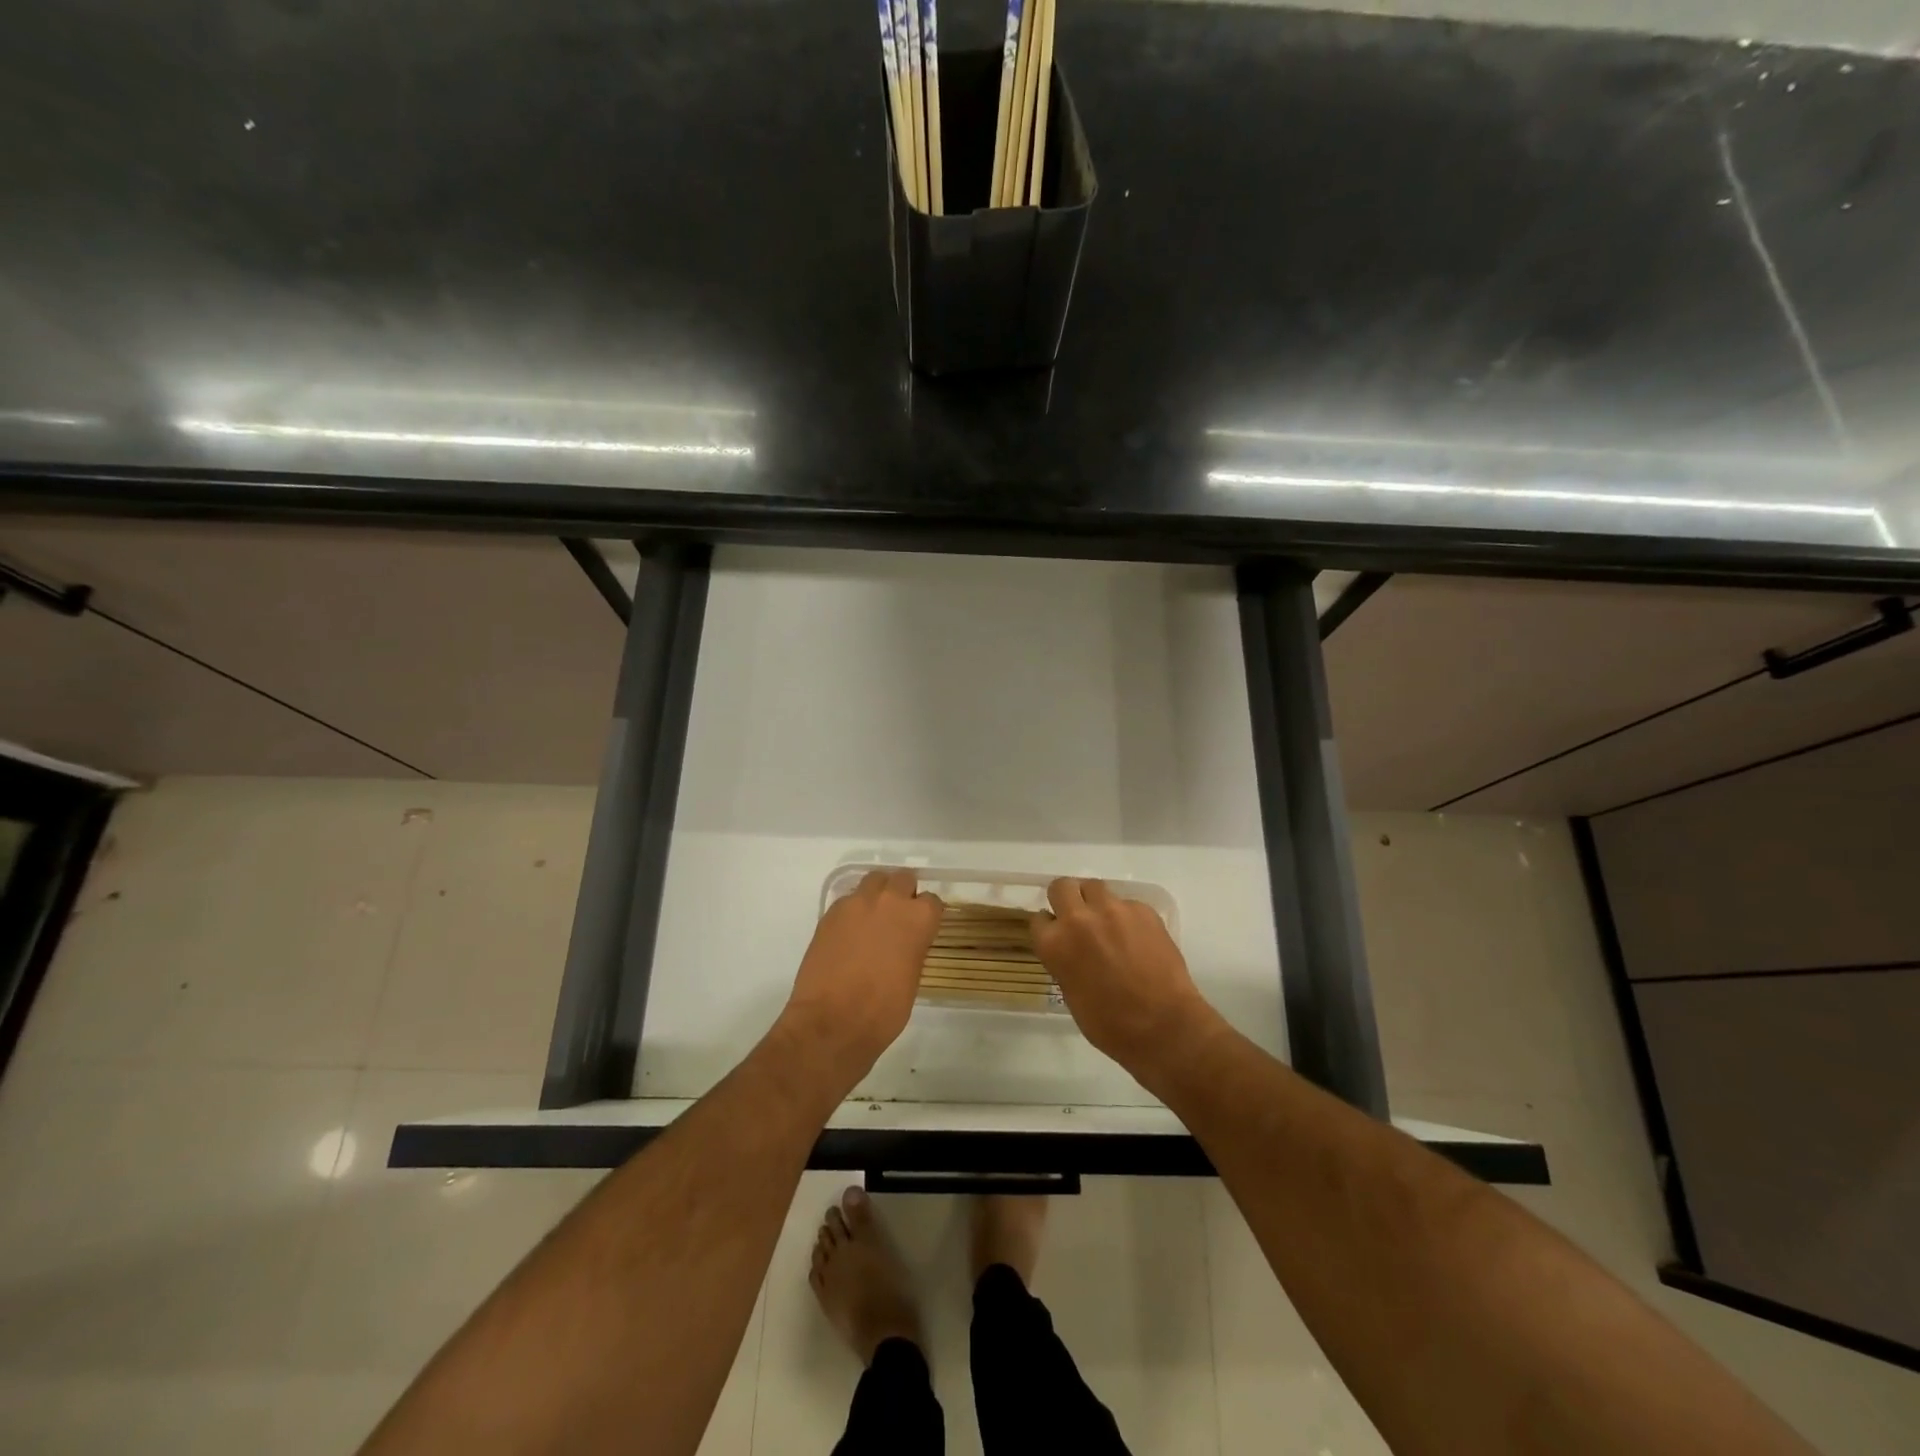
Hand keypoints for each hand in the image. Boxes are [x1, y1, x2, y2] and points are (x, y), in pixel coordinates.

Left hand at [779, 869, 942, 1088]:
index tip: (923, 928)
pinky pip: (848, 900)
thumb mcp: (912, 978)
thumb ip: (912, 948)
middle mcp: (889, 901)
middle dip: (903, 894)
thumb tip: (905, 942)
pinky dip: (853, 911)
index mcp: (918, 918)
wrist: (832, 1022)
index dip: (927, 915)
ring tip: (872, 919)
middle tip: (898, 918)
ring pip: (873, 881)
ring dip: (877, 895)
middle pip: (902, 879)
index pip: (932, 901)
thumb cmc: (883, 1010)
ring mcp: (856, 904)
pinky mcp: (830, 913)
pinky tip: (849, 934)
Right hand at [1031, 878, 1220, 1087]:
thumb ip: (1065, 962)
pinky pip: (1126, 903)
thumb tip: (1070, 951)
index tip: (1058, 935)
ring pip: (1095, 887)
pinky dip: (1126, 916)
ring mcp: (1113, 909)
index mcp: (1055, 943)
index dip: (1049, 927)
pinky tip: (1138, 939)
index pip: (1039, 919)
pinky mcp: (1143, 909)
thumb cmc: (1111, 1024)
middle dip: (1066, 899)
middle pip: (1062, 887)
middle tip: (1078, 918)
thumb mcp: (1071, 994)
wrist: (1164, 1026)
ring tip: (1108, 924)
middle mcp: (1079, 918)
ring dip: (1095, 902)